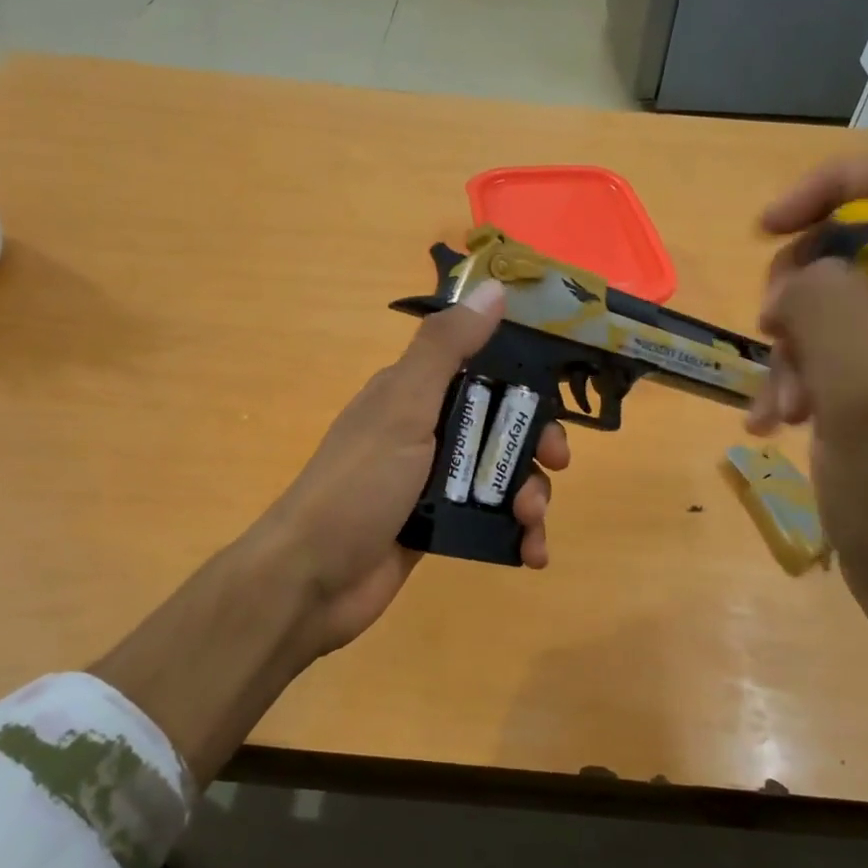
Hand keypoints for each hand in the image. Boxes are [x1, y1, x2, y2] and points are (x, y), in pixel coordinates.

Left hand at [262, 278, 570, 660]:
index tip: (554, 405)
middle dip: (535, 446)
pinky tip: (533, 554)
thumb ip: (446, 348)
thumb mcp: (403, 406)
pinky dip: (517, 536)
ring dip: (531, 497)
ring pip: (500, 477)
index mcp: (414, 394)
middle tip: (556, 465)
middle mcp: (425, 433)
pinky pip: (490, 521)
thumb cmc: (359, 484)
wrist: (312, 578)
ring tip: (531, 523)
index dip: (524, 385)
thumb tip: (493, 289)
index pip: (483, 372)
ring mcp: (432, 484)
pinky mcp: (437, 527)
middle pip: (500, 428)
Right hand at [747, 146, 867, 640]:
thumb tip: (800, 273)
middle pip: (861, 237)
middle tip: (775, 342)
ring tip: (781, 408)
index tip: (766, 232)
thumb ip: (825, 304)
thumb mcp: (858, 389)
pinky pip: (836, 344)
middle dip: (800, 287)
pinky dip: (800, 373)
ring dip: (792, 344)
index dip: (832, 186)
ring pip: (836, 295)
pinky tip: (779, 422)